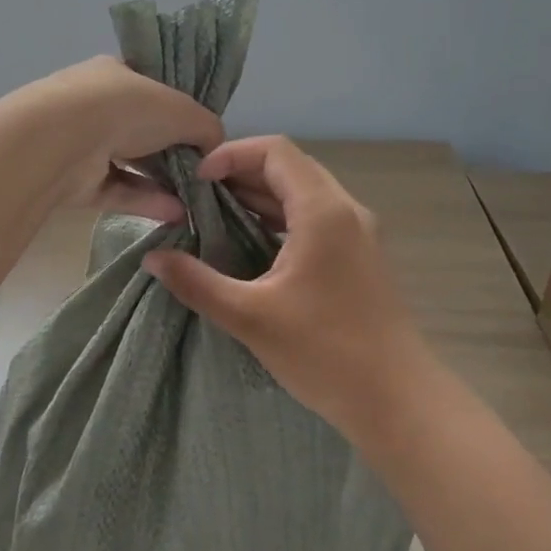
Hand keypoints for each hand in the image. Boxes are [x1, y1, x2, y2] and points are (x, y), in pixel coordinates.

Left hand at [23, 57, 223, 224]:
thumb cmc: (125, 109)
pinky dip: (146, 201)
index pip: (150, 87)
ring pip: (130, 163)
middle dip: (172, 150)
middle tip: (202, 172)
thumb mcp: (182, 110)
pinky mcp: (75, 181)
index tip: (199, 132)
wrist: (61, 141)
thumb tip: (215, 146)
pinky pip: (118, 190)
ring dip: (163, 182)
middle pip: (142, 129)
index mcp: (116, 74)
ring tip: (196, 200)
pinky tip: (177, 214)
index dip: (177, 108)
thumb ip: (205, 126)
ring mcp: (82, 143)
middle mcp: (96, 105)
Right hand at [143, 135, 426, 434]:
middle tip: (199, 195)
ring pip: (304, 192)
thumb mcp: (250, 317)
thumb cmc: (325, 353)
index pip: (275, 151)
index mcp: (322, 211)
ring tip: (216, 215)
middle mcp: (345, 210)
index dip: (231, 154)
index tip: (196, 181)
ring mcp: (358, 233)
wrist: (398, 400)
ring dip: (261, 195)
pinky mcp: (360, 256)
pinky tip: (252, 242)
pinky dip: (281, 217)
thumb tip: (152, 259)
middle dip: (241, 172)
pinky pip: (316, 216)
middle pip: (290, 166)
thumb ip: (197, 282)